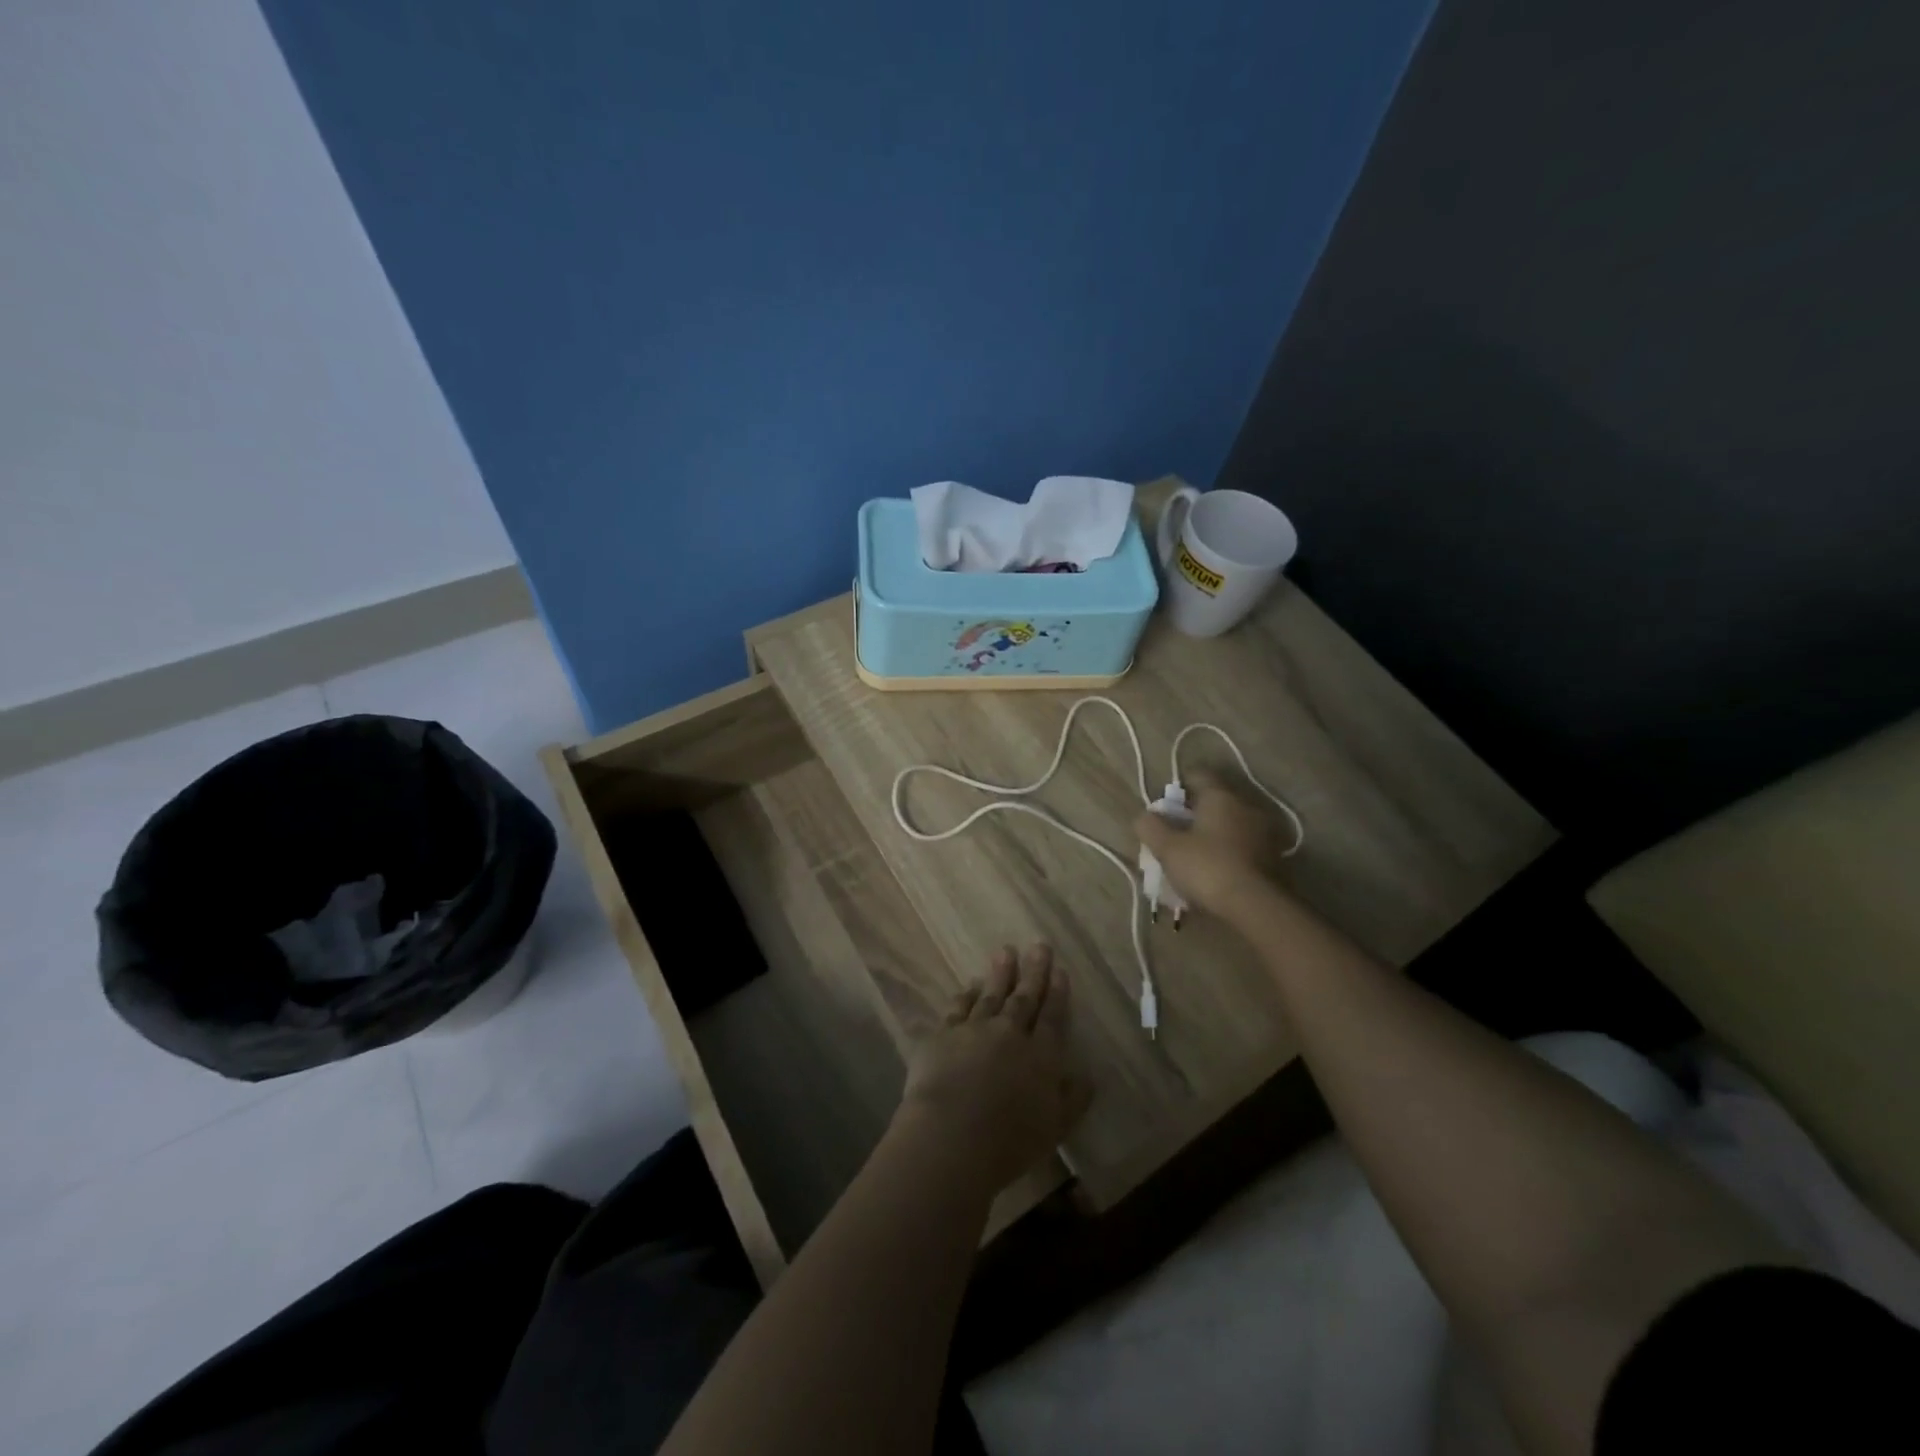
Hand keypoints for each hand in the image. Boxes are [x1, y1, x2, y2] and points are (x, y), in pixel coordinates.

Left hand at [895, 944, 1091, 1190]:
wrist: (951, 1136)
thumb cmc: (1010, 1141)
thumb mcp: (1055, 1127)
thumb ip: (1073, 1098)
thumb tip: (1087, 1075)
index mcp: (1041, 1056)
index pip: (1053, 1017)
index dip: (1058, 993)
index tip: (1060, 970)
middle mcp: (1010, 1033)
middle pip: (1025, 997)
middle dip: (1034, 971)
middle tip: (1039, 945)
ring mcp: (975, 1029)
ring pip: (991, 994)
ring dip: (1000, 973)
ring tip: (1006, 951)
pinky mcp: (943, 1035)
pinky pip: (958, 1007)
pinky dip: (966, 994)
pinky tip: (969, 985)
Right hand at [1134, 768, 1281, 919]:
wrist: (1255, 906)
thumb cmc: (1207, 867)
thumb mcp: (1167, 848)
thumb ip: (1151, 827)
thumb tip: (1144, 816)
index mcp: (1220, 797)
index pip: (1198, 775)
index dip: (1179, 786)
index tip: (1166, 804)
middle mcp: (1245, 806)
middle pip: (1215, 801)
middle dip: (1195, 814)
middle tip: (1175, 833)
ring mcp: (1264, 832)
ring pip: (1231, 825)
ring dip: (1214, 834)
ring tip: (1195, 855)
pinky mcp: (1274, 857)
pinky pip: (1243, 846)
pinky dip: (1229, 852)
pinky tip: (1216, 870)